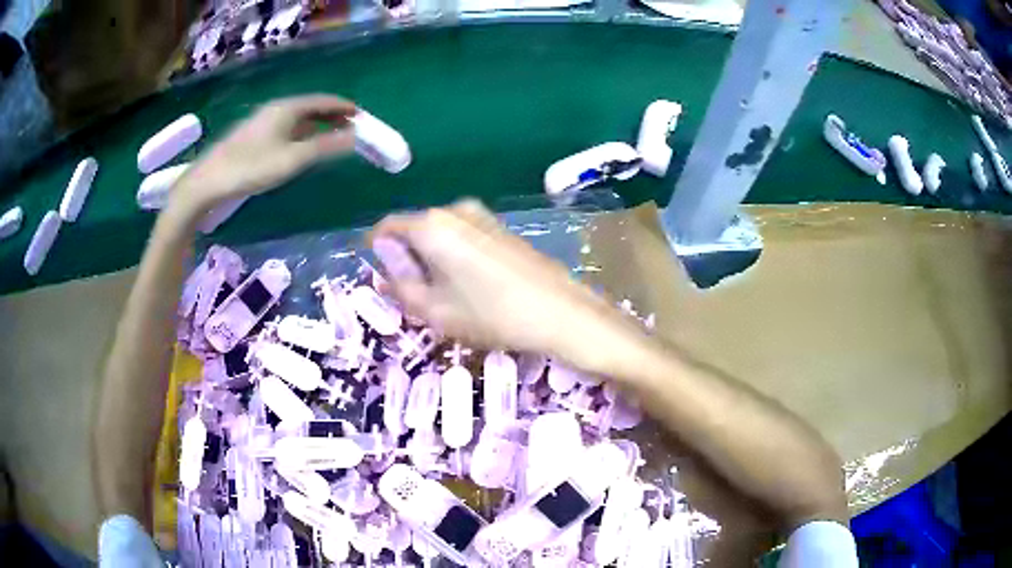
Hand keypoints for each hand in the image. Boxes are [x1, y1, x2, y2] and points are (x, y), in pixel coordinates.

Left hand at [170, 94, 355, 216]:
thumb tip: (355, 137)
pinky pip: (287, 127)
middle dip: (332, 116)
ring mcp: (263, 121)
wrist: (208, 181)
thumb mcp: (293, 159)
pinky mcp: (254, 136)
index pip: (323, 101)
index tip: (362, 115)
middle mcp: (276, 109)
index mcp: (287, 108)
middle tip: (351, 128)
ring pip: (297, 118)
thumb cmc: (252, 167)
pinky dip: (302, 133)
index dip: (343, 107)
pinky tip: (302, 146)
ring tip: (332, 137)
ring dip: (317, 125)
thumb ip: (325, 147)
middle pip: (311, 107)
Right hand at [370, 200, 642, 363]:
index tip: (381, 279)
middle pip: (413, 230)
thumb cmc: (490, 313)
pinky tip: (469, 286)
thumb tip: (385, 273)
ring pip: (438, 234)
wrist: (559, 311)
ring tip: (443, 296)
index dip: (377, 253)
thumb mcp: (434, 309)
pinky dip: (452, 256)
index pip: (386, 228)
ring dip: (430, 259)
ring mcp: (481, 215)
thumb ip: (400, 287)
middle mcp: (454, 209)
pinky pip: (461, 236)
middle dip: (406, 259)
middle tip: (413, 295)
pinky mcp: (500, 226)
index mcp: (431, 225)